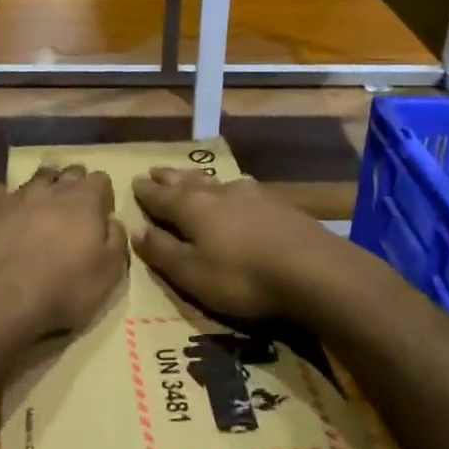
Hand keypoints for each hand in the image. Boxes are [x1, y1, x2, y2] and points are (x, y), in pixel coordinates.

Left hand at [0, 163, 127, 347]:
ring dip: (42, 188)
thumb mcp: (108, 274)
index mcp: (84, 200)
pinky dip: (8, 205)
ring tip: (42, 206)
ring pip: (34, 179)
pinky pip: (1, 197)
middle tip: (74, 208)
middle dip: (73, 184)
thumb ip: (116, 241)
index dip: (103, 195)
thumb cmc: (62, 288)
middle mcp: (49, 190)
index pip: (100, 179)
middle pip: (67, 172)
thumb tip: (113, 221)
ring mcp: (14, 198)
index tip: (102, 213)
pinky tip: (7, 219)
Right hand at [132, 168, 352, 320]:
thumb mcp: (192, 274)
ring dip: (199, 180)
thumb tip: (135, 229)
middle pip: (188, 182)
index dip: (146, 192)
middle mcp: (220, 194)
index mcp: (192, 208)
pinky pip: (244, 189)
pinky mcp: (279, 206)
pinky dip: (230, 189)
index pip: (161, 196)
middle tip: (155, 171)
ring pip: (217, 182)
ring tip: (191, 177)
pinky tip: (238, 190)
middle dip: (170, 178)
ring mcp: (253, 196)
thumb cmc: (243, 278)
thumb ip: (163, 251)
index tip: (133, 182)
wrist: (314, 271)